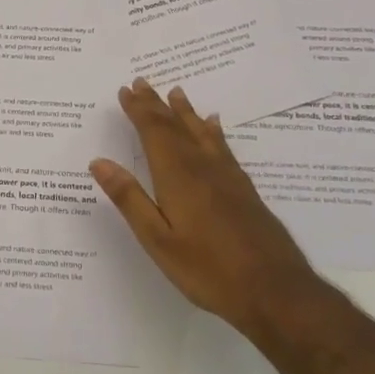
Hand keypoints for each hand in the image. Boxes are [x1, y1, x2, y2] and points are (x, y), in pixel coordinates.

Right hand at [90, 79, 319, 328]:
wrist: (276, 292)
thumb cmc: (208, 269)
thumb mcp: (157, 239)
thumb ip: (129, 198)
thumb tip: (99, 162)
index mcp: (178, 177)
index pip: (154, 133)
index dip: (139, 110)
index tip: (126, 90)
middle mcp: (203, 168)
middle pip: (176, 127)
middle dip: (157, 105)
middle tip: (143, 82)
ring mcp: (228, 178)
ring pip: (201, 133)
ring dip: (185, 112)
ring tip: (176, 92)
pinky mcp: (245, 191)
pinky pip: (223, 148)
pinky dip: (213, 132)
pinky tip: (214, 126)